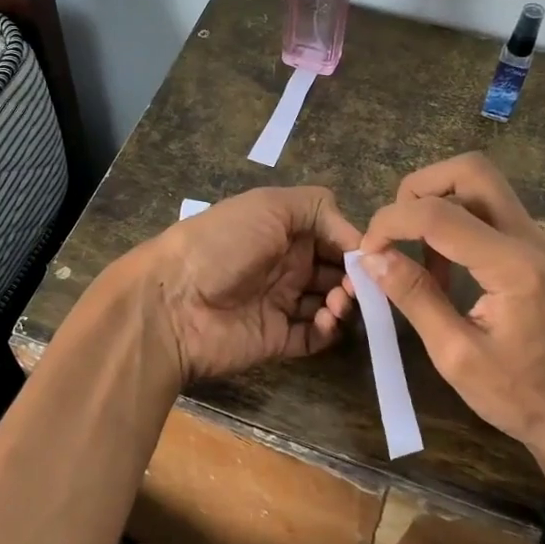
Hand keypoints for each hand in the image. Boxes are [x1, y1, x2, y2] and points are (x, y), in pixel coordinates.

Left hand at [124, 186, 360, 382]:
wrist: (174, 302)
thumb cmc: (223, 243)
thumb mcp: (270, 205)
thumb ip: (318, 209)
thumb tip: (358, 237)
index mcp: (282, 229)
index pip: (332, 235)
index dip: (353, 243)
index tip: (370, 255)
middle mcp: (284, 264)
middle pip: (336, 270)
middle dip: (354, 276)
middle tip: (358, 285)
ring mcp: (280, 303)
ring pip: (330, 303)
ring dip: (344, 302)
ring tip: (337, 302)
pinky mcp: (277, 339)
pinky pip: (314, 336)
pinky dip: (329, 330)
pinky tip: (325, 320)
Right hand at [350, 154, 544, 495]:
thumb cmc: (518, 396)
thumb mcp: (455, 354)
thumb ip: (415, 297)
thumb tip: (371, 258)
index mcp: (514, 267)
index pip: (440, 214)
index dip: (391, 223)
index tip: (366, 253)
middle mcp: (532, 240)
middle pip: (472, 170)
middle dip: (420, 188)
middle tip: (393, 229)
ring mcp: (539, 242)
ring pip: (482, 185)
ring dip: (437, 203)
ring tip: (412, 253)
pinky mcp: (536, 251)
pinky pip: (490, 212)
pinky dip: (455, 221)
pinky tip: (441, 268)